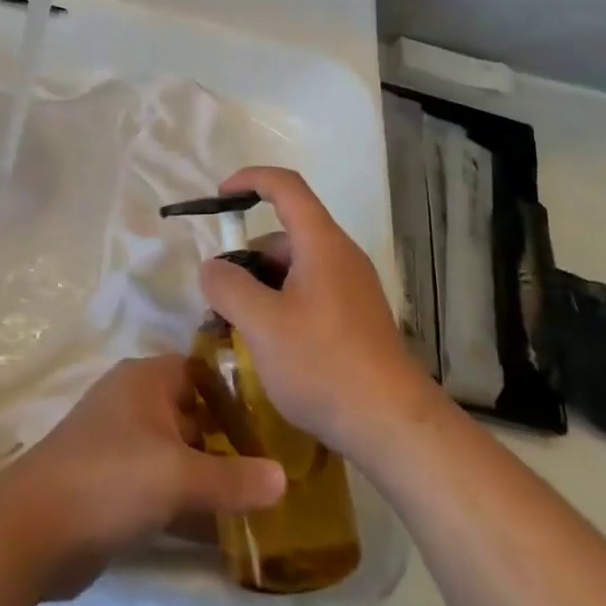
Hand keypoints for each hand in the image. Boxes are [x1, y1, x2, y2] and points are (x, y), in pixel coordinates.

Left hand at [0, 355, 286, 597]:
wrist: (31, 530)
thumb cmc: (109, 479)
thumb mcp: (178, 477)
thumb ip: (234, 479)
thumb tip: (285, 478)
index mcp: (146, 379)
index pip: (203, 370)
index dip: (238, 390)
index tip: (277, 416)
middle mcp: (134, 402)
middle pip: (194, 412)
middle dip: (231, 438)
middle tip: (279, 463)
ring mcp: (121, 443)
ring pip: (180, 452)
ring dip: (212, 474)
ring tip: (262, 498)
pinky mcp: (113, 484)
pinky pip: (162, 485)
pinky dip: (188, 502)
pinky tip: (224, 531)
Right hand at [199, 166, 439, 464]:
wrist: (393, 425)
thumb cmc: (323, 364)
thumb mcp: (262, 324)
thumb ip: (228, 286)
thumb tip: (212, 267)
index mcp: (321, 242)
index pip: (285, 186)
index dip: (249, 180)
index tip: (218, 198)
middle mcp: (339, 256)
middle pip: (282, 236)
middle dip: (244, 259)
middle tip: (217, 298)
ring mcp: (350, 288)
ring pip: (293, 270)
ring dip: (259, 289)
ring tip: (234, 330)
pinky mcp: (354, 318)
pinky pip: (307, 295)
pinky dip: (280, 307)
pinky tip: (266, 347)